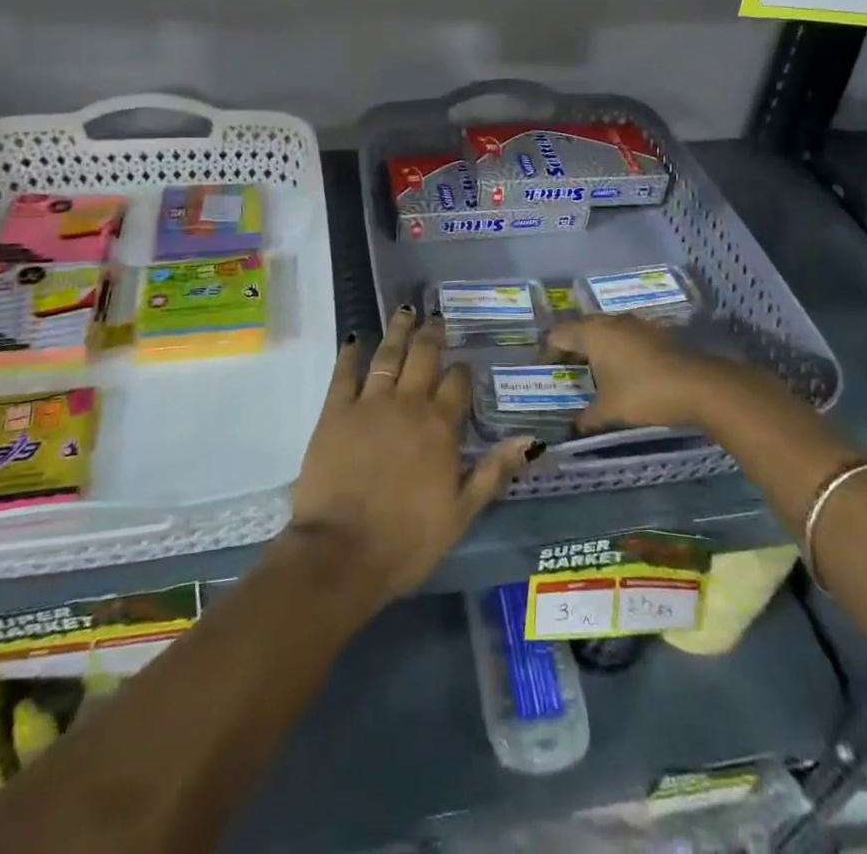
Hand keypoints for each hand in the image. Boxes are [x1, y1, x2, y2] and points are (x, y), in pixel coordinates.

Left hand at [289, 306, 539, 604]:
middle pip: (423, 357)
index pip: (457, 384)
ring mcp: (368, 404)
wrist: (342, 554)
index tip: (464, 361)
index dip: (462, 370)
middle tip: (436, 318)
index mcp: (440, 427)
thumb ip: (494, 471)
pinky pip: (344, 373)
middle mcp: (407, 404)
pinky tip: (356, 338)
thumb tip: (532, 440)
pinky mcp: (334, 412)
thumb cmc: (407, 540)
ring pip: (388, 355)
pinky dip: (351, 353)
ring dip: (398, 331)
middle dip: (432, 335)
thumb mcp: (462, 513)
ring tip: (405, 311)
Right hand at [546, 313, 730, 432]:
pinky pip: (624, 337)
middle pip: (580, 329)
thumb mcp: (610, 410)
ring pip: (604, 331)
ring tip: (591, 375)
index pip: (558, 335)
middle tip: (565, 373)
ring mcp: (635, 324)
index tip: (545, 372)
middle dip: (570, 350)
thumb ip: (587, 417)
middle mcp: (611, 321)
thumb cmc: (644, 393)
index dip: (548, 352)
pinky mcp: (654, 333)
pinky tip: (620, 373)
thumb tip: (573, 427)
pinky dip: (615, 351)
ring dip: (595, 349)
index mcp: (592, 333)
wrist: (699, 386)